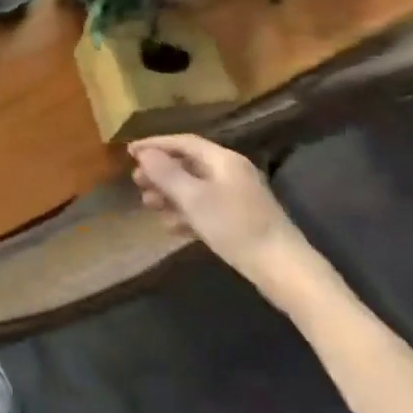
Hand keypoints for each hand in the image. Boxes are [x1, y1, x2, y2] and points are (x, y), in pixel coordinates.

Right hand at [129, 135, 293, 275]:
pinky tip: (170, 227)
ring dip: (169, 194)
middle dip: (160, 171)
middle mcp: (231, 172)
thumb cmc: (235, 227)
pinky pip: (205, 207)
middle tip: (136, 181)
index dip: (155, 144)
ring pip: (195, 187)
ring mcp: (237, 196)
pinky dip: (185, 212)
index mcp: (223, 160)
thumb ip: (167, 174)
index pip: (183, 142)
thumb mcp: (194, 199)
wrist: (283, 269)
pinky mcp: (240, 219)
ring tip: (147, 204)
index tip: (129, 151)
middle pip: (188, 164)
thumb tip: (145, 153)